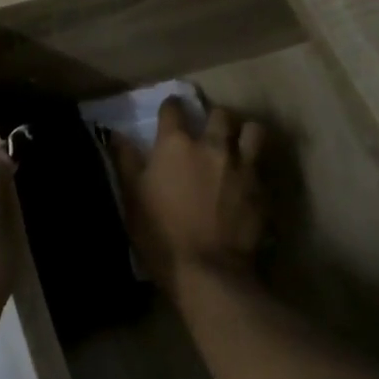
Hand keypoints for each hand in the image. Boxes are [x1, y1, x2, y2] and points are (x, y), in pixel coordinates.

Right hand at [115, 99, 266, 295]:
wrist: (206, 270)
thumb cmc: (159, 233)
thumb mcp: (132, 197)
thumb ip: (126, 161)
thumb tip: (116, 134)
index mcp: (176, 145)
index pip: (174, 108)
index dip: (170, 108)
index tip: (169, 113)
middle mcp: (213, 145)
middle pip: (220, 114)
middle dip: (213, 118)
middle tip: (206, 132)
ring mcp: (242, 166)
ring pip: (253, 131)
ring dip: (244, 133)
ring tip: (237, 146)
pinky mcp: (262, 189)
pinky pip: (263, 166)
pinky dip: (254, 167)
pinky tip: (246, 180)